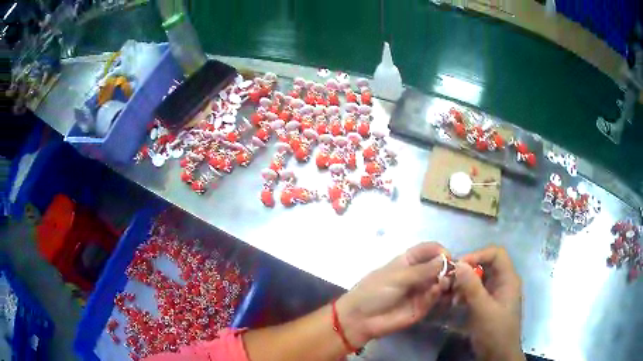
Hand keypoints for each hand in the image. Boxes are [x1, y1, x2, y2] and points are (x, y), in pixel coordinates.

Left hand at [335, 242, 449, 346]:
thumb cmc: (374, 292)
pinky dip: (439, 293)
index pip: (429, 249)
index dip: (440, 251)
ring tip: (445, 283)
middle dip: (448, 267)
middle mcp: (419, 273)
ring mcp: (422, 290)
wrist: (362, 319)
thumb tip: (445, 260)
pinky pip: (436, 297)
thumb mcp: (397, 277)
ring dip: (447, 281)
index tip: (448, 256)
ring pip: (441, 281)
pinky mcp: (424, 306)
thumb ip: (422, 270)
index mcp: (409, 260)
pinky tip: (437, 292)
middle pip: (439, 265)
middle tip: (453, 272)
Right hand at [453, 246, 524, 360]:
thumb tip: (459, 263)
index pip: (496, 254)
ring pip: (479, 278)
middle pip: (486, 265)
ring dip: (464, 283)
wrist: (498, 356)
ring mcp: (496, 293)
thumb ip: (472, 287)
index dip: (478, 254)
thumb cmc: (495, 332)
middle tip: (450, 280)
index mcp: (508, 279)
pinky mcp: (488, 303)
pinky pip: (476, 291)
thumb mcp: (483, 310)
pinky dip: (465, 293)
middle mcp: (503, 282)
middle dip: (468, 270)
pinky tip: (455, 302)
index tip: (459, 265)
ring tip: (450, 293)